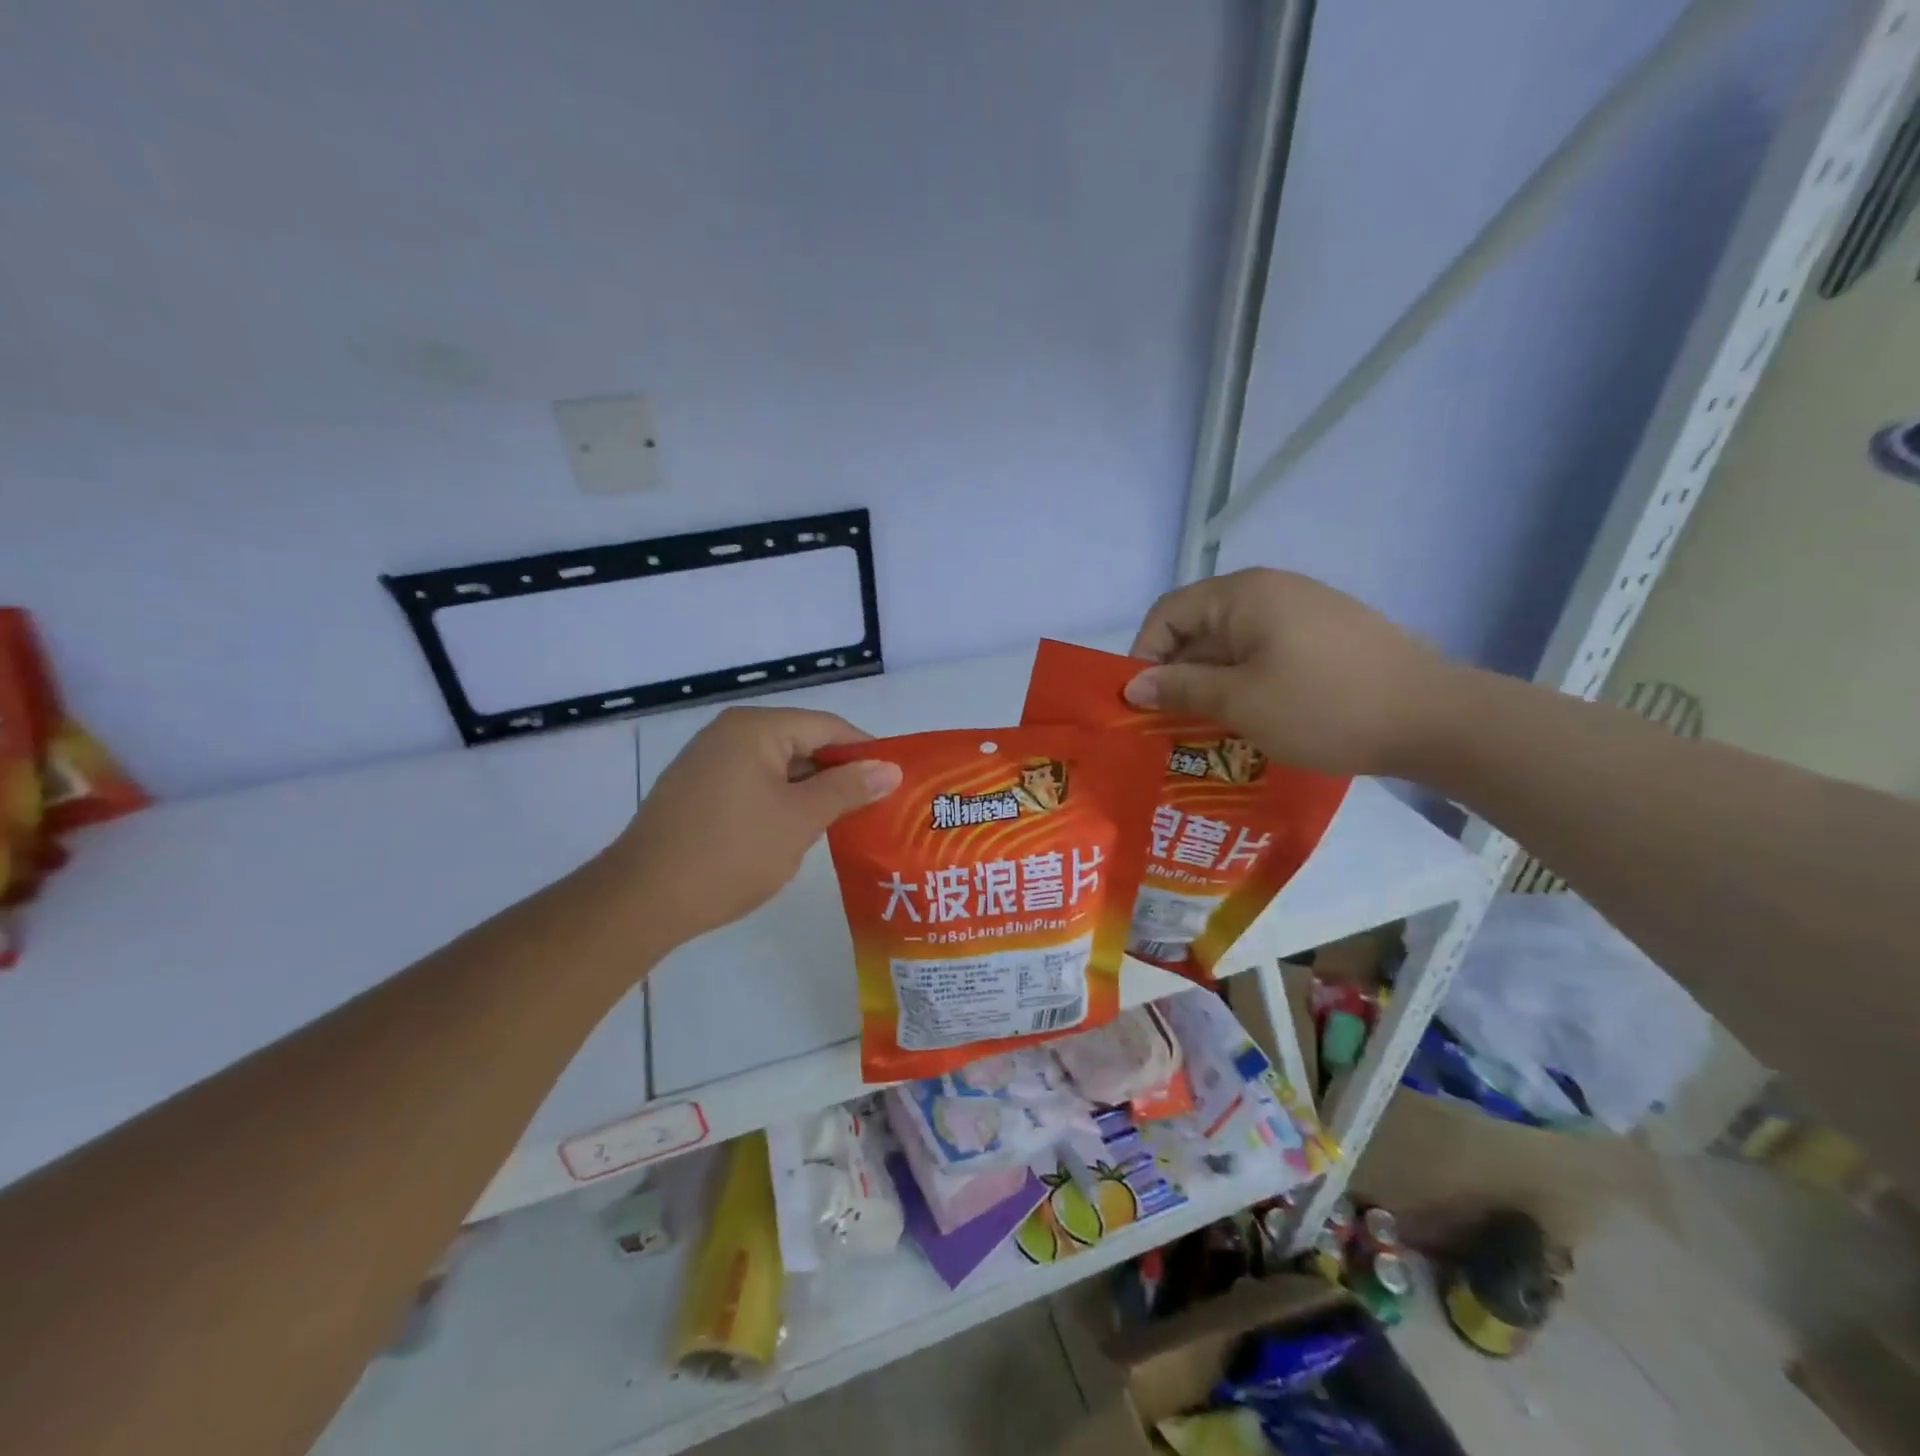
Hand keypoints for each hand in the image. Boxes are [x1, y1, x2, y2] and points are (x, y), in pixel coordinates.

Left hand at [608, 707, 901, 945]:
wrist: (642, 900)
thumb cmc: (731, 853)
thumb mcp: (800, 820)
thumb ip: (847, 789)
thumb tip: (890, 768)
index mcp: (756, 728)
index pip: (828, 727)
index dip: (866, 752)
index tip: (896, 783)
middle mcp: (730, 733)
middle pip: (803, 743)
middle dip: (840, 774)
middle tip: (877, 806)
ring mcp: (708, 761)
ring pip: (779, 767)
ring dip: (812, 792)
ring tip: (847, 822)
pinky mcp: (697, 790)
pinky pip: (754, 784)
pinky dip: (781, 801)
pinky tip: (799, 830)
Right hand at [1125, 569, 1455, 776]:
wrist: (1437, 719)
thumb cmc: (1325, 707)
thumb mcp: (1241, 702)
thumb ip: (1181, 689)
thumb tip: (1133, 686)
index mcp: (1243, 594)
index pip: (1167, 613)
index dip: (1144, 655)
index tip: (1141, 703)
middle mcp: (1271, 591)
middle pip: (1200, 628)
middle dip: (1178, 675)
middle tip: (1167, 726)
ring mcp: (1304, 612)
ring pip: (1234, 645)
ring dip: (1212, 684)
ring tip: (1204, 731)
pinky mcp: (1327, 637)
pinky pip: (1267, 654)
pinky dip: (1247, 683)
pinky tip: (1251, 720)